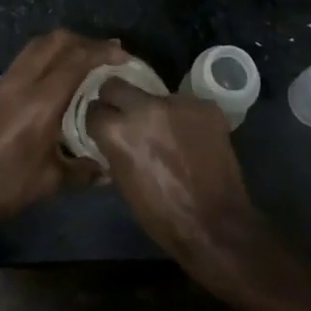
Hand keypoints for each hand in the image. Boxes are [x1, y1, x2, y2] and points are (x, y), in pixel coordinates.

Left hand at [0, 30, 125, 235]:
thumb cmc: (0, 188)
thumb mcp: (48, 184)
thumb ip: (83, 172)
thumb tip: (109, 169)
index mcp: (40, 101)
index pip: (77, 60)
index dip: (103, 52)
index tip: (124, 55)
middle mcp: (21, 82)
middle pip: (55, 41)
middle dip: (84, 41)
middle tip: (107, 54)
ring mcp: (3, 83)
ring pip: (37, 46)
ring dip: (63, 46)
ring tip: (84, 61)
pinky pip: (25, 60)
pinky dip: (45, 58)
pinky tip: (56, 80)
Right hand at [85, 79, 264, 279]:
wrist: (216, 225)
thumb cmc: (162, 215)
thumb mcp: (123, 182)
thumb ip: (115, 150)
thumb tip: (113, 136)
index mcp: (118, 131)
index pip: (94, 110)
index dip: (99, 120)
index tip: (104, 127)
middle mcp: (144, 108)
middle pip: (115, 85)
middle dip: (116, 99)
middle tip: (126, 116)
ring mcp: (177, 103)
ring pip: (155, 96)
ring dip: (156, 111)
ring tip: (168, 133)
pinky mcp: (205, 106)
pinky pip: (185, 105)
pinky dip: (184, 119)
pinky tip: (192, 139)